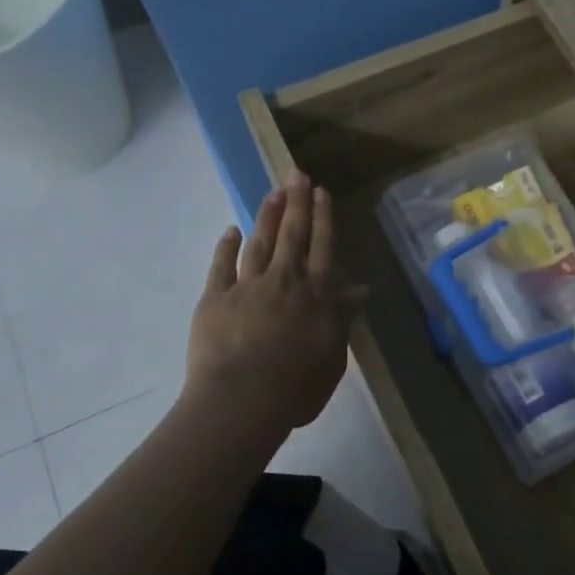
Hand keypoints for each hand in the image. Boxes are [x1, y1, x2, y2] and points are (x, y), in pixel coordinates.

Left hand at [188, 173, 366, 431]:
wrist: (242, 400)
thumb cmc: (296, 387)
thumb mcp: (333, 357)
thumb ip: (342, 319)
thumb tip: (360, 290)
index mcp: (316, 297)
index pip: (323, 249)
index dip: (323, 219)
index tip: (322, 192)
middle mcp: (284, 282)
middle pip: (293, 235)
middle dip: (296, 203)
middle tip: (296, 173)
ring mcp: (247, 287)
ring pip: (259, 243)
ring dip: (267, 216)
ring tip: (272, 193)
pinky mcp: (215, 299)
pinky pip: (222, 266)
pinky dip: (226, 246)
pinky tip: (231, 230)